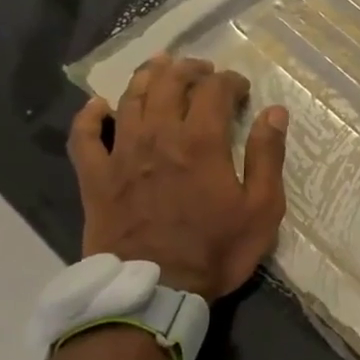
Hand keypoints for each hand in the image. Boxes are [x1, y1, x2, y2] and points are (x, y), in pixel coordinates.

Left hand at [69, 53, 288, 301]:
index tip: (241, 88)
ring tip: (159, 68)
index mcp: (201, 141)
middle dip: (188, 69)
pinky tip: (99, 106)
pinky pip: (85, 137)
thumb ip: (268, 156)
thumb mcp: (262, 208)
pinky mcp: (95, 178)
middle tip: (202, 69)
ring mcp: (121, 155)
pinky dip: (90, 116)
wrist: (154, 291)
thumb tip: (275, 112)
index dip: (229, 80)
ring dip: (146, 77)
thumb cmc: (215, 250)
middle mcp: (158, 136)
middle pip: (168, 83)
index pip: (214, 90)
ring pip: (130, 99)